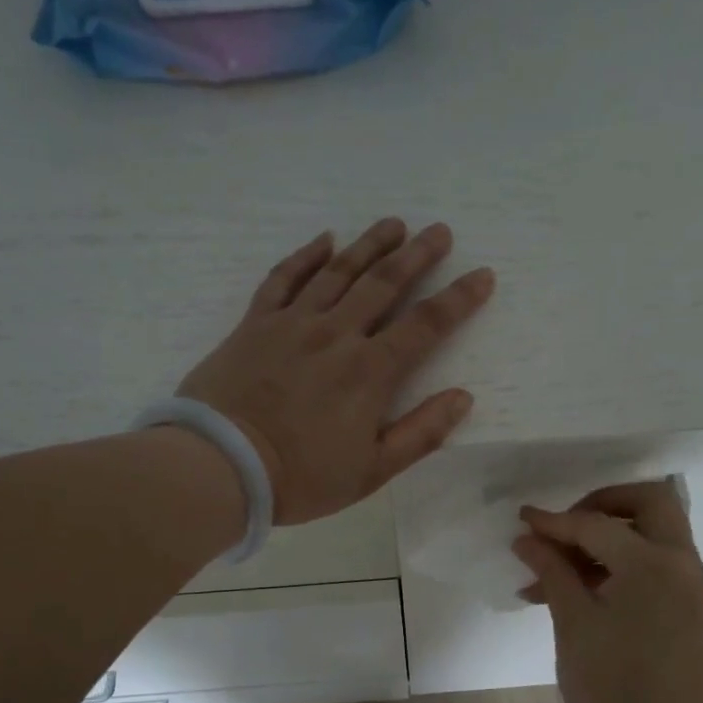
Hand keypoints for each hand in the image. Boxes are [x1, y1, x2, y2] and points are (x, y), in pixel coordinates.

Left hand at [176, 218, 495, 524]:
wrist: (221, 465)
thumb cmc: (301, 477)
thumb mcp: (372, 470)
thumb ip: (421, 433)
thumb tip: (462, 397)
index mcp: (369, 371)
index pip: (425, 325)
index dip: (459, 299)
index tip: (482, 275)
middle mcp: (336, 335)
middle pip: (384, 284)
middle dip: (417, 255)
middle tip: (439, 231)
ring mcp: (292, 324)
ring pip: (338, 272)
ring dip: (370, 244)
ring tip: (394, 224)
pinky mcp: (255, 324)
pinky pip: (283, 279)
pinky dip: (305, 256)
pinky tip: (324, 239)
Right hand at [514, 481, 702, 702]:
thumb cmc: (607, 690)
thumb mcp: (572, 623)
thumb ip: (552, 570)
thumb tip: (528, 537)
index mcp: (655, 565)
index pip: (598, 525)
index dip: (555, 522)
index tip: (522, 520)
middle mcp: (685, 566)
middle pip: (649, 504)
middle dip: (603, 505)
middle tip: (565, 526)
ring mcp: (694, 588)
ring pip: (654, 535)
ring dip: (609, 538)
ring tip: (556, 570)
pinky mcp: (692, 610)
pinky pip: (657, 566)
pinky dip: (623, 564)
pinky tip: (578, 588)